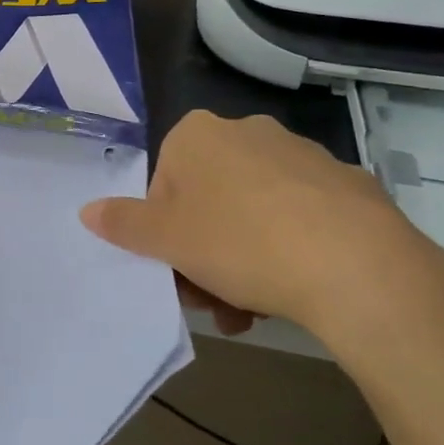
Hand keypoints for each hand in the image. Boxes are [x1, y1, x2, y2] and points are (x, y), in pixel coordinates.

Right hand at [80, 112, 443, 372]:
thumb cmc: (239, 243)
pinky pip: (300, 218)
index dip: (164, 233)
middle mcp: (248, 131)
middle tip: (211, 301)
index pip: (163, 184)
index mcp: (198, 135)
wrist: (355, 265)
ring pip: (253, 213)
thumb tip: (87, 210)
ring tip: (251, 312)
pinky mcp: (346, 185)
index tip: (177, 271)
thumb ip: (122, 223)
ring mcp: (302, 155)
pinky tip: (293, 293)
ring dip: (242, 262)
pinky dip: (288, 251)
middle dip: (203, 253)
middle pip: (208, 200)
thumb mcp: (165, 240)